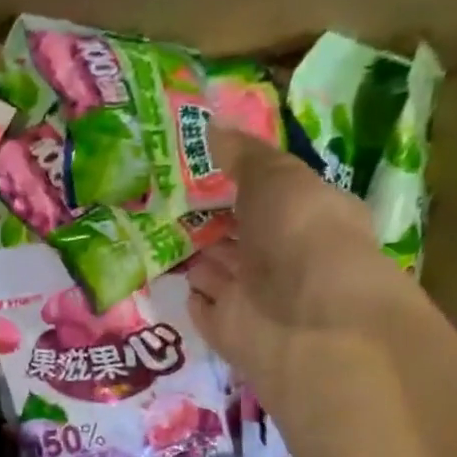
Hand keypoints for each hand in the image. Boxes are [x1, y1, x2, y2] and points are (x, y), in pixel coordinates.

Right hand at [186, 124, 406, 407]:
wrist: (306, 320)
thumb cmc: (301, 235)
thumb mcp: (275, 177)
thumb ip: (243, 156)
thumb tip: (213, 127)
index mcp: (305, 215)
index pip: (268, 194)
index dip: (235, 179)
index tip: (195, 163)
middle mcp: (281, 256)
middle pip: (238, 233)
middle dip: (206, 217)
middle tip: (160, 196)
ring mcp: (253, 296)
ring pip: (216, 268)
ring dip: (193, 254)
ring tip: (150, 229)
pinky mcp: (227, 329)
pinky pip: (202, 306)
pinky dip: (189, 294)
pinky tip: (166, 275)